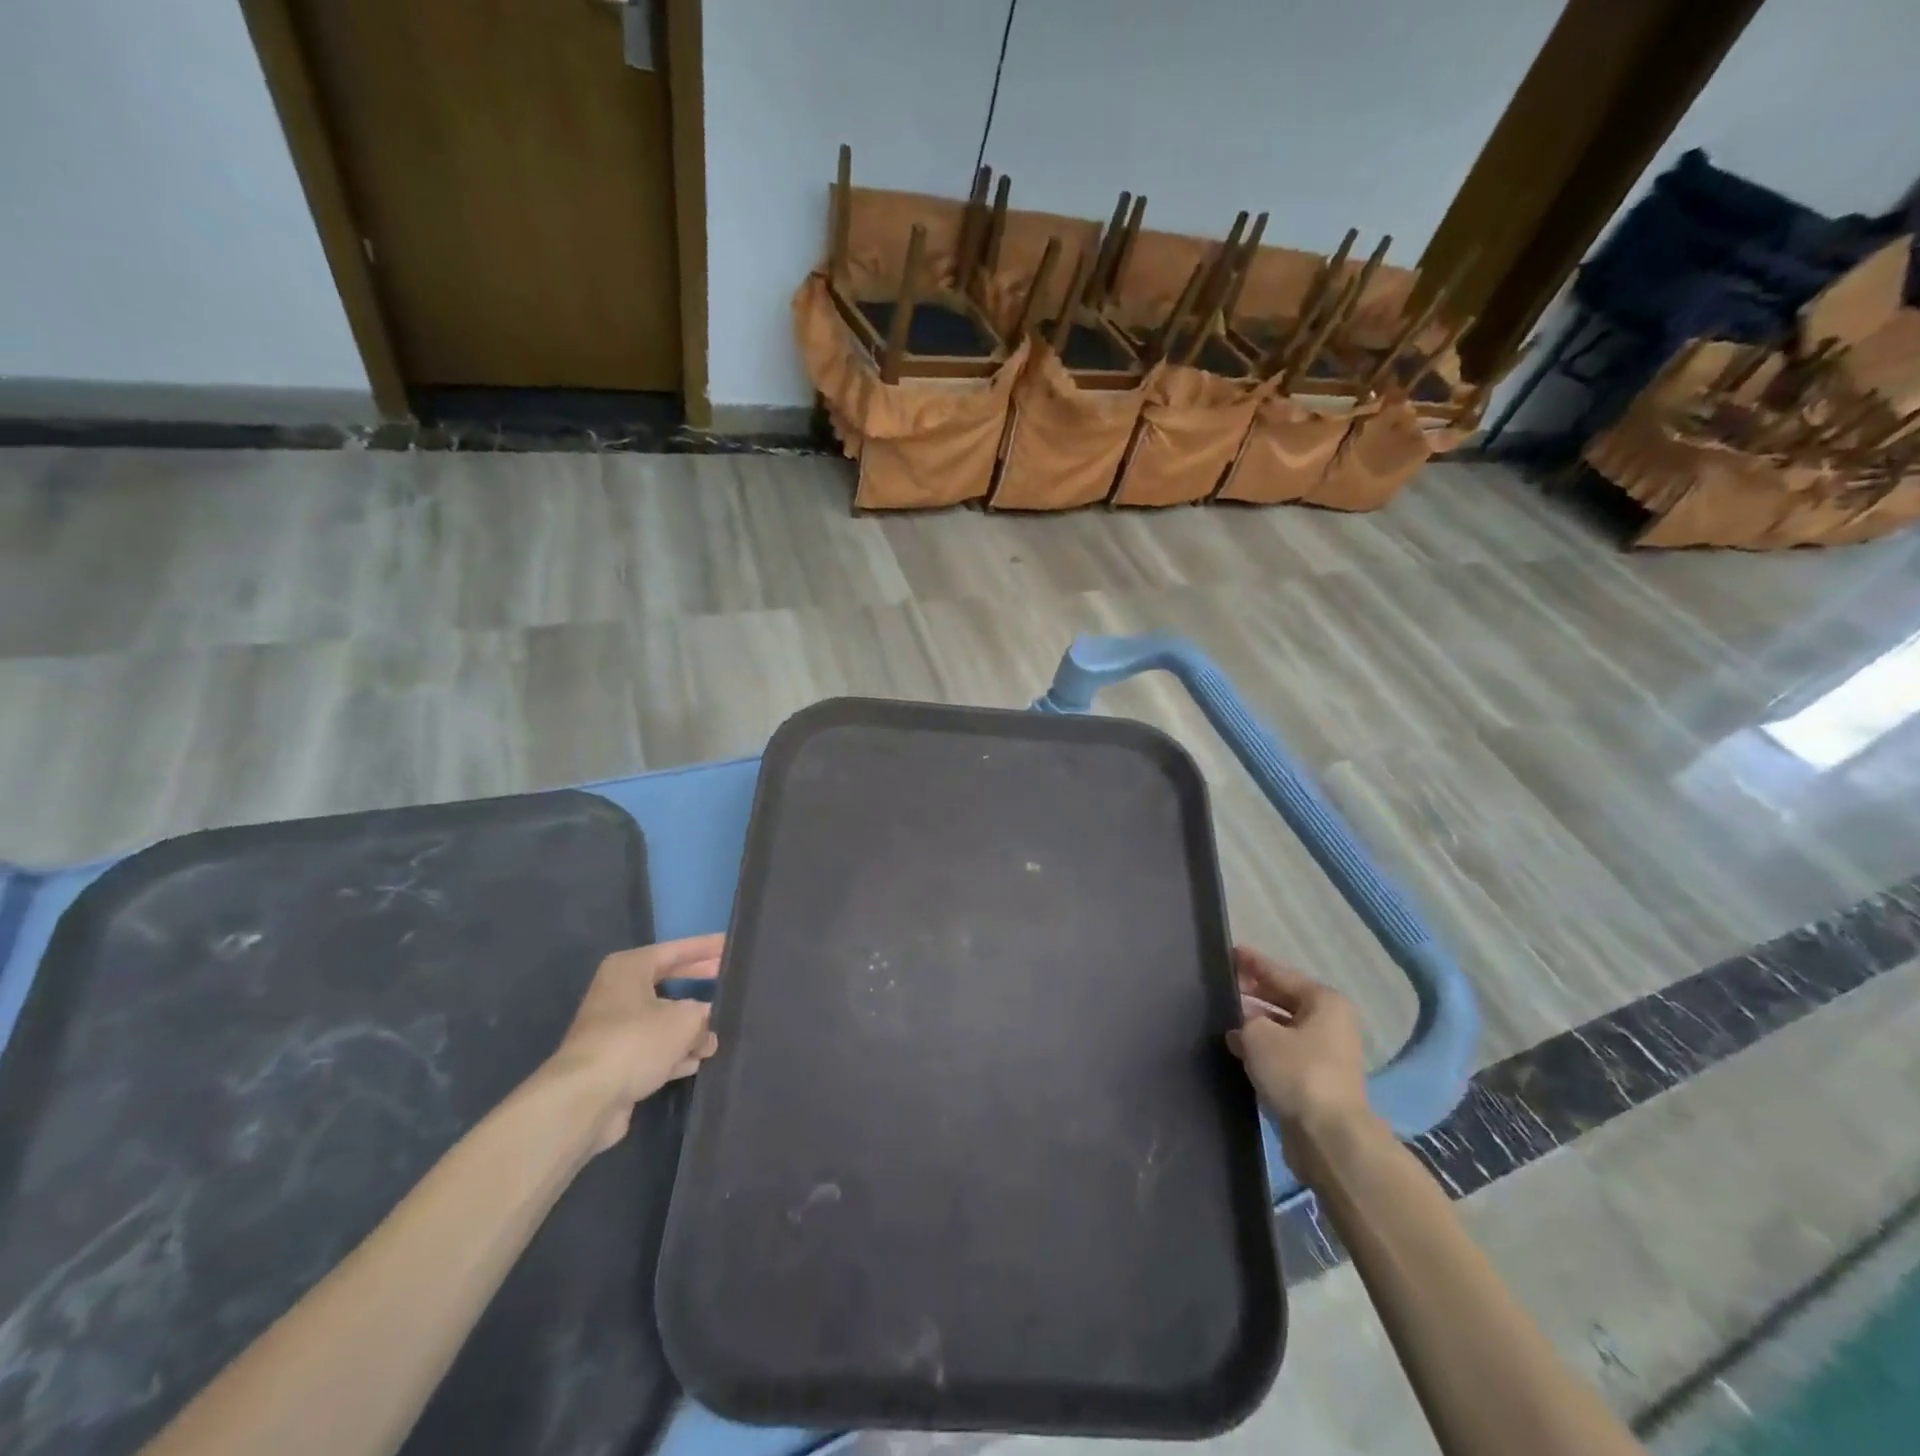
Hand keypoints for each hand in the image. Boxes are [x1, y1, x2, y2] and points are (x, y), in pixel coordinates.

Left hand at [548, 934, 722, 1152]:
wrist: (584, 1099)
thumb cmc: (636, 1041)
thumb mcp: (685, 1020)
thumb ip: (705, 1016)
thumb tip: (709, 1028)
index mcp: (630, 968)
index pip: (676, 950)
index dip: (707, 948)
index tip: (731, 945)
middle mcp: (619, 993)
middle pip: (669, 982)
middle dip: (700, 985)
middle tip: (731, 982)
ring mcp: (615, 1029)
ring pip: (662, 1019)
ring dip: (691, 1027)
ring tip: (722, 1030)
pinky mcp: (615, 1062)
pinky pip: (654, 1049)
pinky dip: (676, 1052)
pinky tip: (699, 1060)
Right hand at [1226, 946, 1378, 1185]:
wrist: (1328, 1137)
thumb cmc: (1297, 1072)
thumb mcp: (1258, 1034)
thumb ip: (1244, 1020)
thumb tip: (1241, 1027)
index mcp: (1324, 1002)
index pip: (1281, 973)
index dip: (1253, 963)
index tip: (1230, 952)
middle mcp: (1331, 1023)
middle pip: (1285, 999)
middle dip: (1254, 993)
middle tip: (1223, 985)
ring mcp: (1327, 1054)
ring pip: (1283, 1028)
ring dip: (1256, 1023)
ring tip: (1224, 1017)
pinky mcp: (1317, 1082)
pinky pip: (1284, 1054)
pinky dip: (1263, 1049)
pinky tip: (1237, 1048)